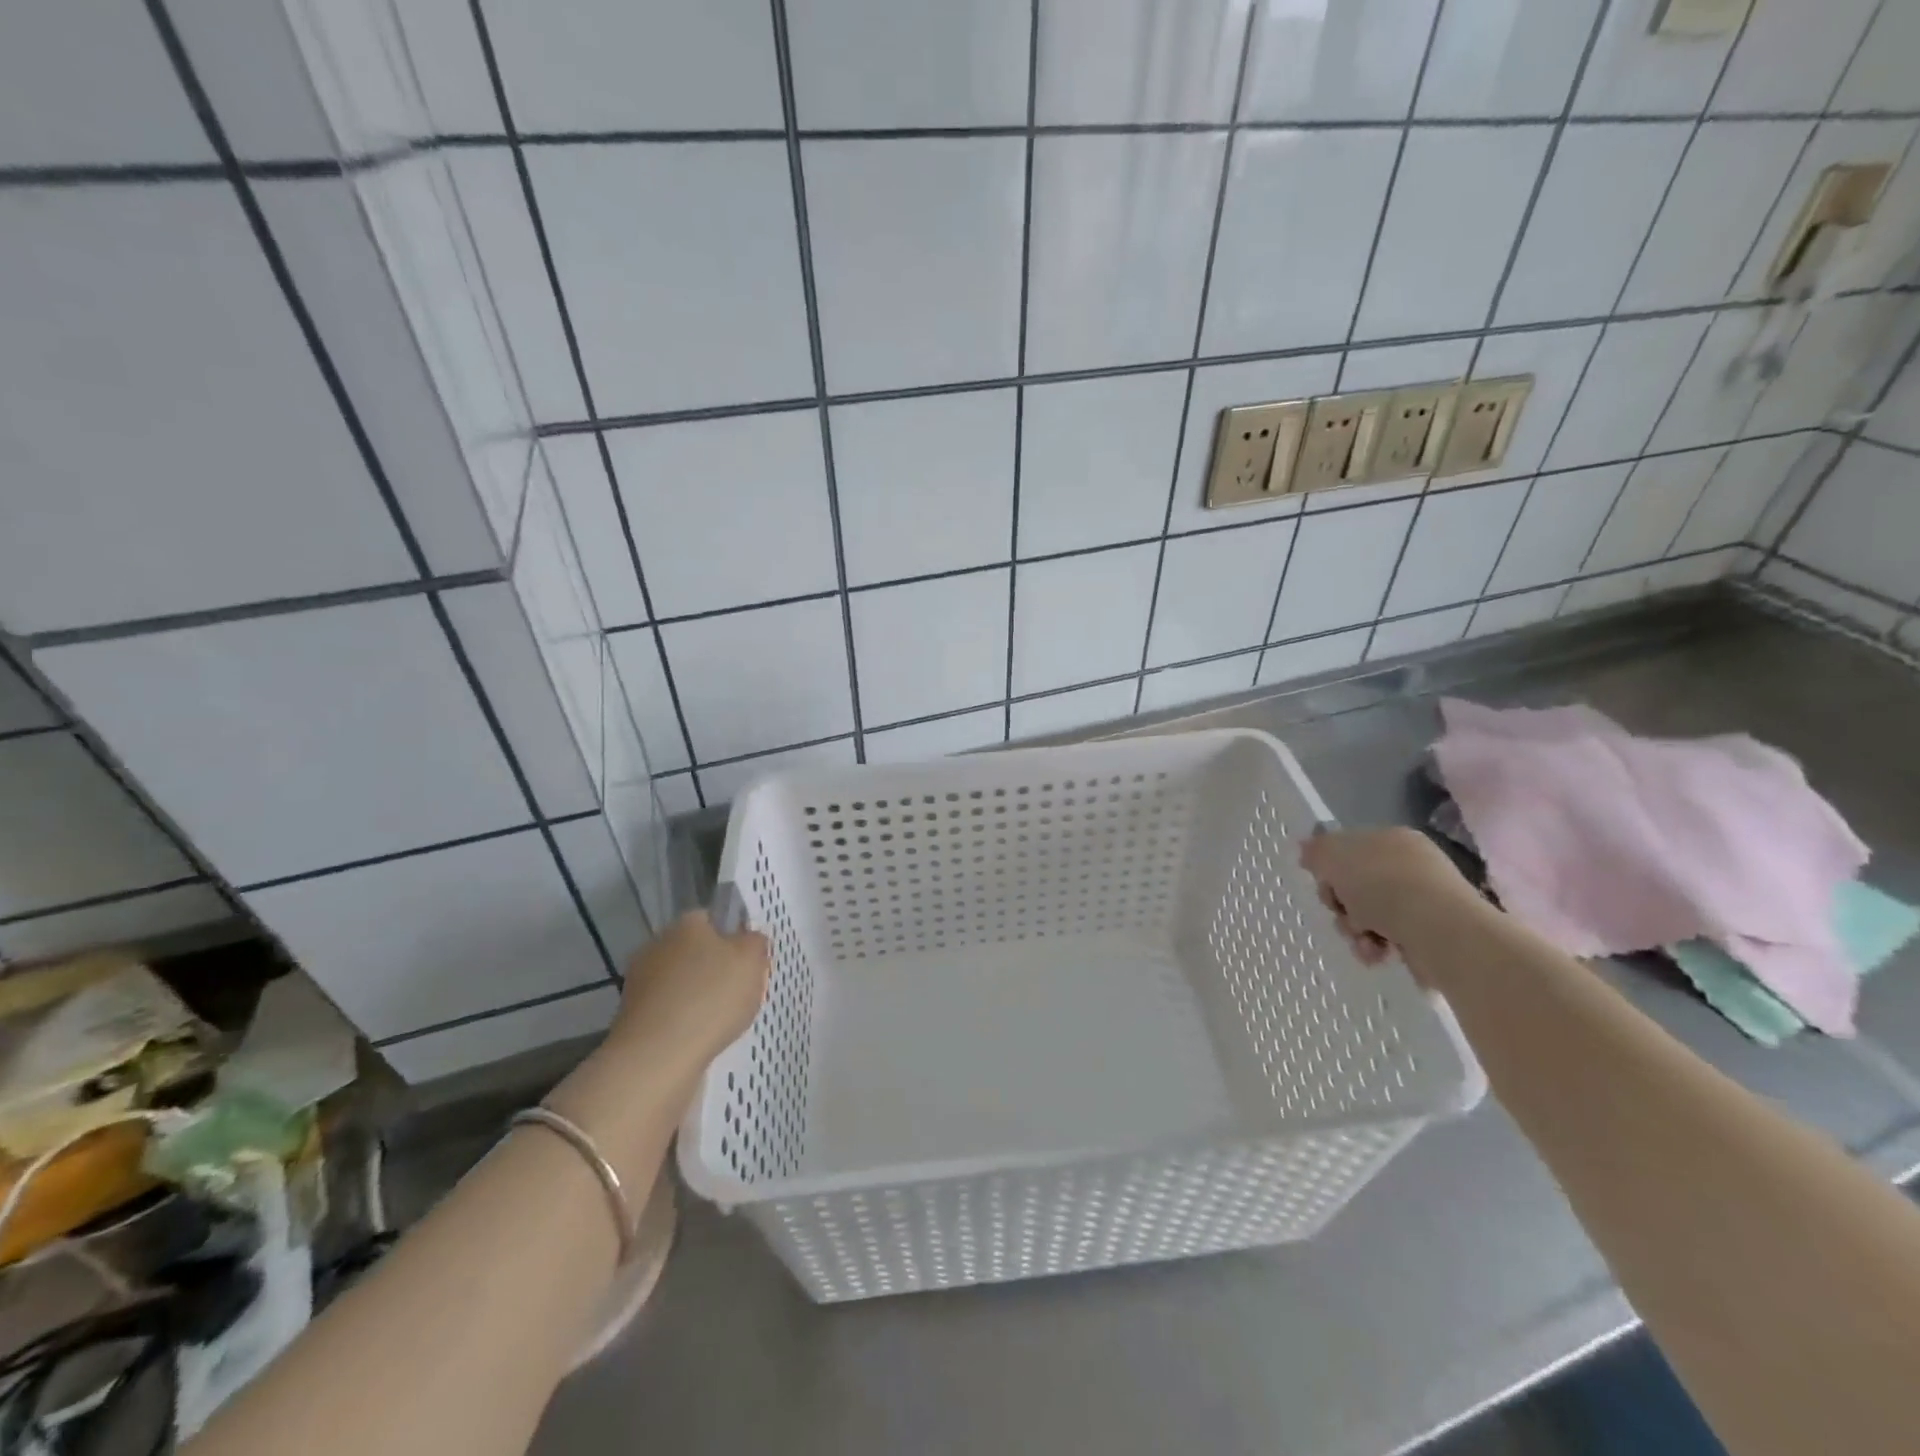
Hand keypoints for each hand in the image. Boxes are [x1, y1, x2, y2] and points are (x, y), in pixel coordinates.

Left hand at [605, 910, 770, 1081]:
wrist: (657, 1058)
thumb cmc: (711, 998)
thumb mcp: (752, 960)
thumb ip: (755, 942)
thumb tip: (748, 939)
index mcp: (686, 924)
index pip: (712, 919)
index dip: (734, 937)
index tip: (749, 961)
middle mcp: (657, 945)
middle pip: (695, 951)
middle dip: (715, 969)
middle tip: (740, 991)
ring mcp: (640, 982)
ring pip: (681, 982)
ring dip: (698, 996)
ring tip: (723, 1021)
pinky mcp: (632, 1017)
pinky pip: (669, 1011)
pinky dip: (684, 1021)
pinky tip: (700, 1038)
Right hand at [1299, 827, 1483, 976]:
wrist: (1440, 930)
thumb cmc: (1383, 885)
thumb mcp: (1334, 856)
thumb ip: (1316, 850)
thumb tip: (1306, 849)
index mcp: (1392, 839)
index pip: (1349, 850)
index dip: (1330, 870)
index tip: (1325, 885)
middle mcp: (1410, 866)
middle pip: (1355, 886)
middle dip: (1341, 906)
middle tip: (1343, 914)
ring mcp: (1423, 900)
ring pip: (1368, 915)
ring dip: (1355, 930)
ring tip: (1363, 941)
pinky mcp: (1430, 934)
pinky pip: (1389, 939)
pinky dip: (1377, 948)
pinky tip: (1379, 954)